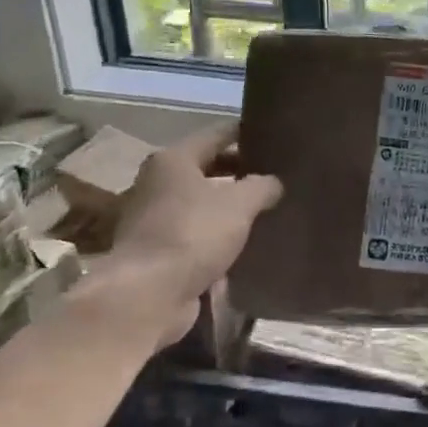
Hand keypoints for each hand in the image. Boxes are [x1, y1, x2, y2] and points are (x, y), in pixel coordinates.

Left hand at [95, 123, 282, 344]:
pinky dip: (219, 234)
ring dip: (230, 205)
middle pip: (208, 167)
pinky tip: (247, 241)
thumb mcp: (240, 203)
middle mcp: (159, 182)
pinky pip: (197, 232)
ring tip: (268, 207)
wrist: (149, 294)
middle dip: (241, 170)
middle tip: (278, 173)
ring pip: (203, 202)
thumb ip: (262, 186)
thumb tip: (274, 182)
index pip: (217, 134)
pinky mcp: (159, 251)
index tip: (275, 135)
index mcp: (174, 160)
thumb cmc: (193, 234)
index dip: (246, 132)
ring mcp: (155, 218)